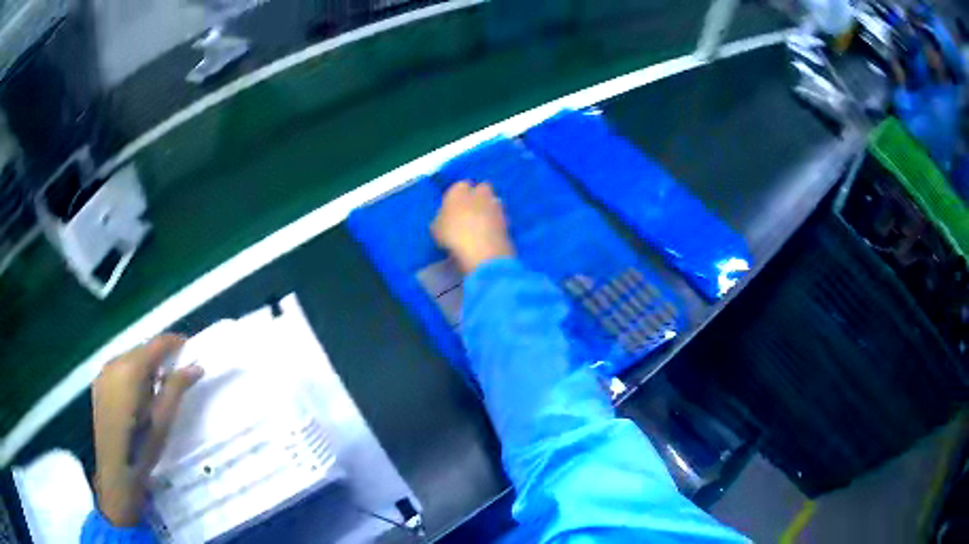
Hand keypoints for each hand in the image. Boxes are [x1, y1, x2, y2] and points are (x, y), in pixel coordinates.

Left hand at [92, 334, 202, 526]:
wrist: (116, 470)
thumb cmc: (142, 446)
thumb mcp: (164, 419)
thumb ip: (177, 387)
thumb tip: (196, 366)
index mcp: (131, 368)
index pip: (156, 344)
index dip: (174, 343)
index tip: (189, 348)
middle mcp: (114, 362)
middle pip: (141, 349)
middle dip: (158, 357)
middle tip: (175, 374)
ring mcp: (103, 373)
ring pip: (128, 359)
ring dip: (144, 367)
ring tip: (157, 388)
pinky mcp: (98, 385)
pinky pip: (118, 369)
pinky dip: (131, 375)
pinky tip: (137, 396)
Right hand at [431, 181, 514, 272]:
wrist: (482, 249)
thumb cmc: (452, 234)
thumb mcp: (436, 228)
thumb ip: (441, 218)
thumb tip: (445, 218)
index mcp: (459, 189)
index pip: (459, 186)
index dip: (457, 196)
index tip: (454, 208)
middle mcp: (480, 191)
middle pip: (481, 188)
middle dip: (478, 196)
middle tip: (471, 212)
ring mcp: (496, 204)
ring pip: (493, 201)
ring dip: (490, 208)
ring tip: (482, 224)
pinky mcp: (508, 218)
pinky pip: (500, 216)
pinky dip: (497, 222)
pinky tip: (490, 234)